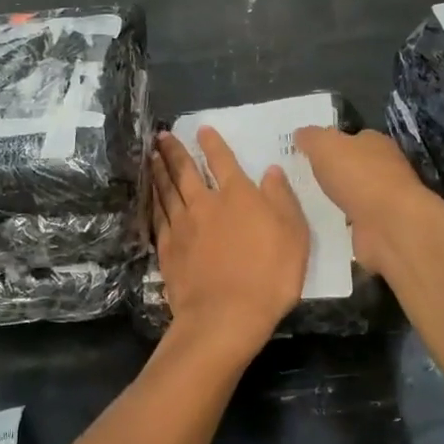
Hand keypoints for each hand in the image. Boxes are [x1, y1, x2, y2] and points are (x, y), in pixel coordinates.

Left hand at [151, 128, 307, 358]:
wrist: (225, 315)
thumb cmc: (269, 274)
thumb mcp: (293, 234)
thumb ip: (281, 199)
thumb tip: (271, 170)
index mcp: (237, 195)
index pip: (222, 161)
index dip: (212, 143)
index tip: (201, 129)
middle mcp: (205, 203)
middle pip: (185, 171)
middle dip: (174, 151)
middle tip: (161, 136)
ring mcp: (182, 225)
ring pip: (167, 190)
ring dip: (159, 171)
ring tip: (152, 156)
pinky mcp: (167, 248)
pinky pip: (158, 216)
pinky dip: (153, 200)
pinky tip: (150, 196)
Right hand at [292, 127, 432, 278]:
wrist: (390, 226)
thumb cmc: (359, 176)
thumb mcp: (325, 145)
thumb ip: (311, 137)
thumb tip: (300, 133)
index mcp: (375, 143)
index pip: (350, 138)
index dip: (329, 143)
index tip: (304, 152)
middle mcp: (383, 169)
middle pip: (351, 166)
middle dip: (329, 172)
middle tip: (298, 177)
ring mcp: (382, 200)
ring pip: (350, 195)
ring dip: (332, 198)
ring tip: (301, 202)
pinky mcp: (378, 227)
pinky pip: (350, 221)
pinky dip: (337, 222)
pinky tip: (317, 223)